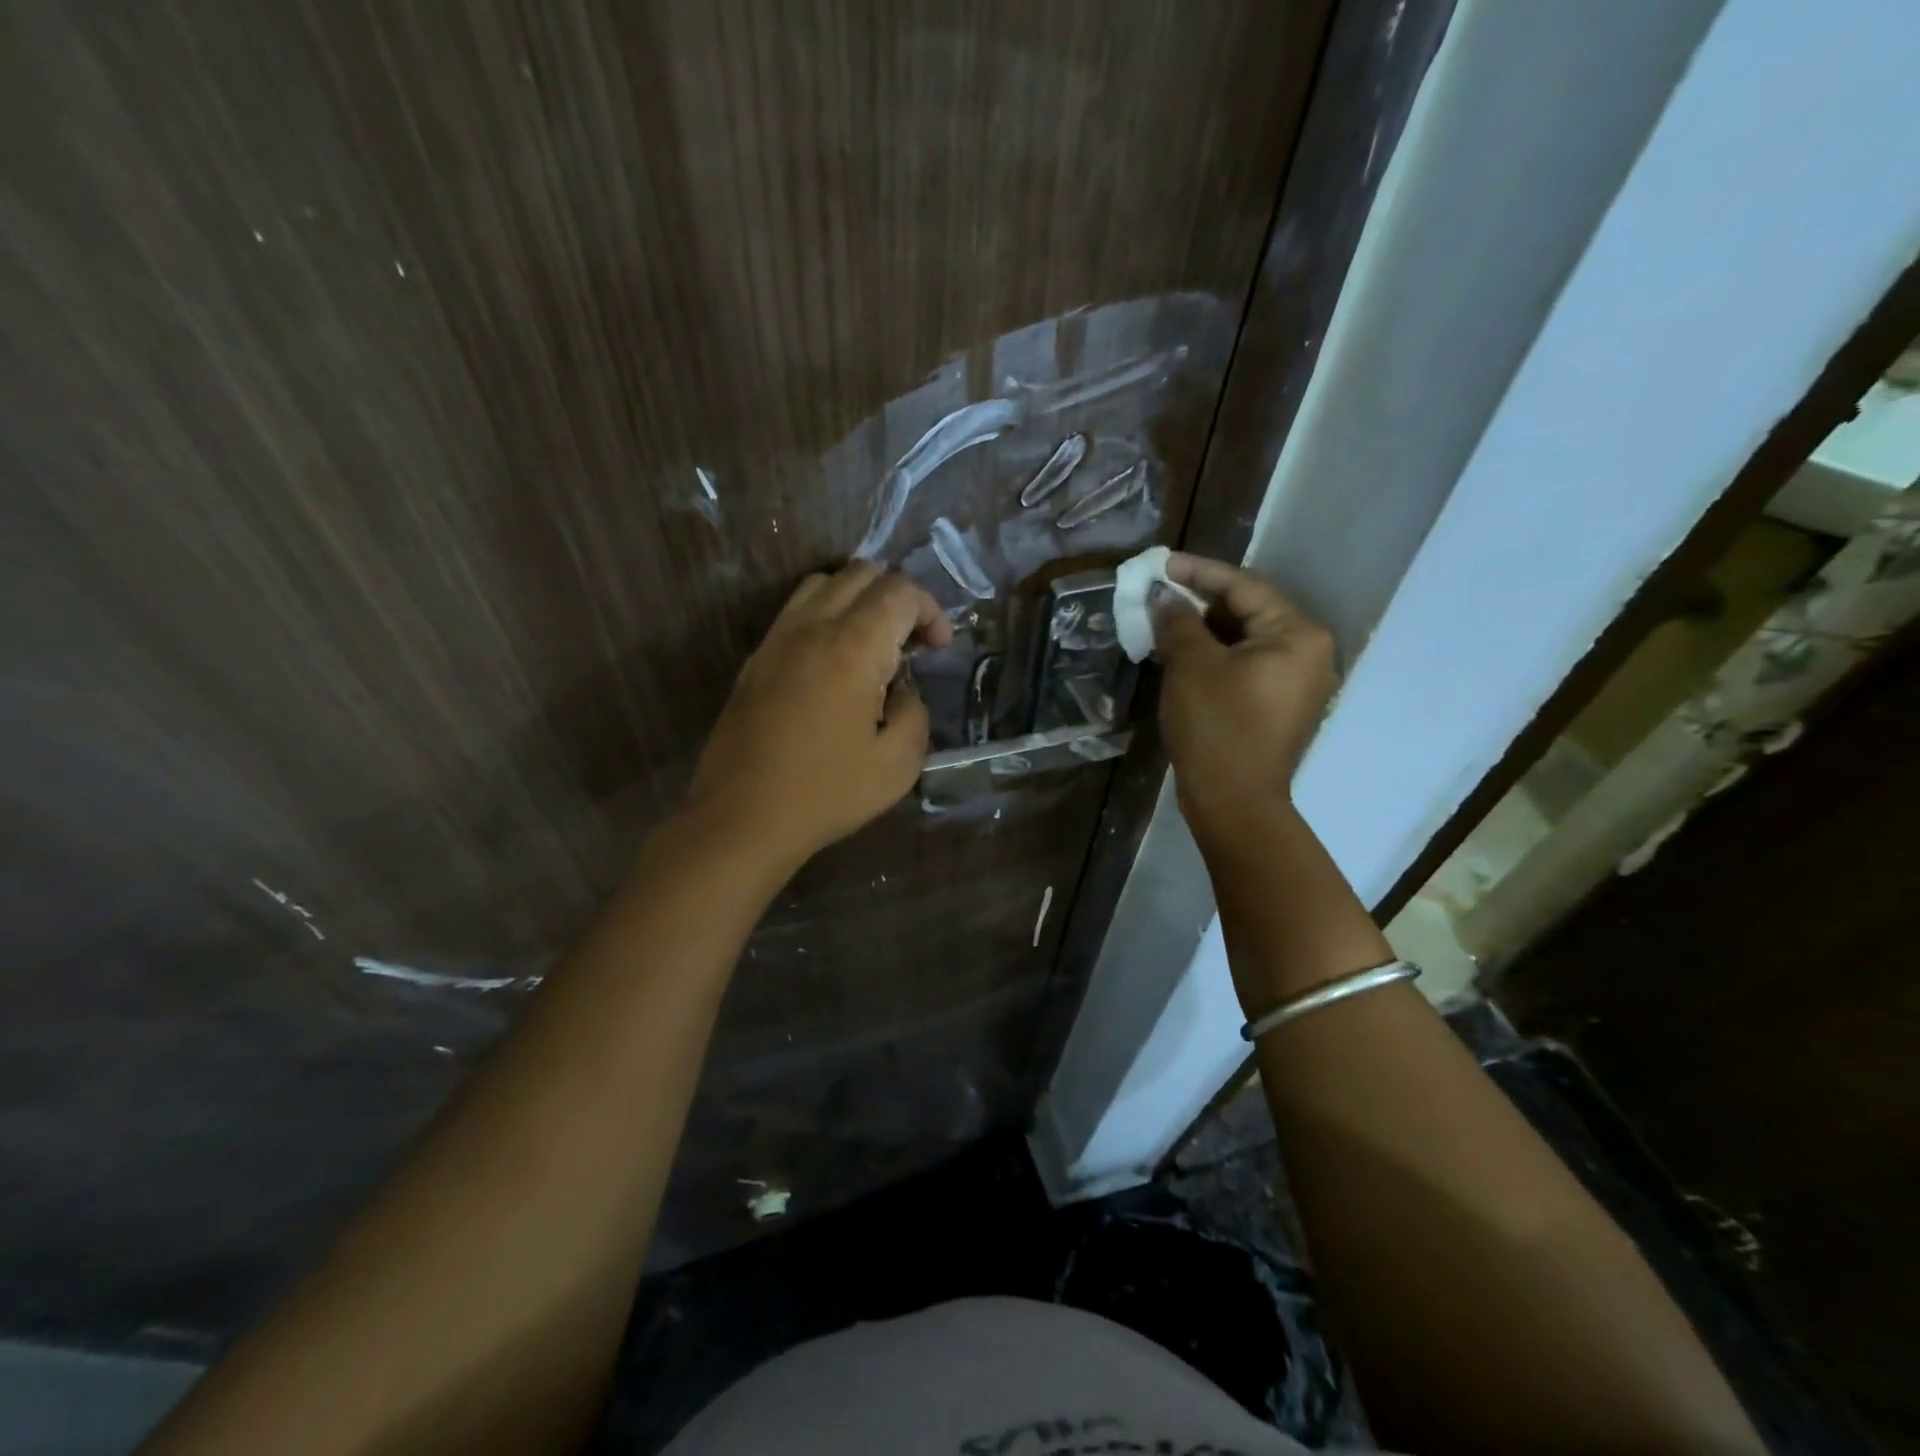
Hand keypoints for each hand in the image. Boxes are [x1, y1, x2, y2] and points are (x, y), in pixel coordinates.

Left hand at [685, 562, 951, 869]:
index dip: (930, 611)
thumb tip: (903, 690)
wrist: (742, 817)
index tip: (939, 649)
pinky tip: (834, 660)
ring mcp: (777, 639)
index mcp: (853, 648)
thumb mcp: (898, 765)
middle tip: (912, 643)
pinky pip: (795, 610)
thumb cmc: (826, 793)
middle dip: (898, 597)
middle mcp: (812, 628)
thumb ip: (914, 713)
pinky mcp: (756, 659)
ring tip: (873, 642)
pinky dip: (826, 614)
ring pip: (823, 583)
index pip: (899, 592)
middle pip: (861, 573)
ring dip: (859, 599)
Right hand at [1151, 553, 1337, 851]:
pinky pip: (1247, 666)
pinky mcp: (1281, 707)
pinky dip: (1215, 657)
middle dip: (1200, 603)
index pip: (1244, 587)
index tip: (1162, 565)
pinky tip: (1182, 657)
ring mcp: (1298, 683)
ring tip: (1164, 624)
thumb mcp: (1191, 665)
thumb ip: (1177, 621)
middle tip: (1159, 596)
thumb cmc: (1216, 727)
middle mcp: (1309, 653)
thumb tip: (1162, 596)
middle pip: (1249, 611)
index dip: (1199, 572)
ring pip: (1245, 640)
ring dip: (1204, 631)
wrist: (1234, 803)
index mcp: (1298, 635)